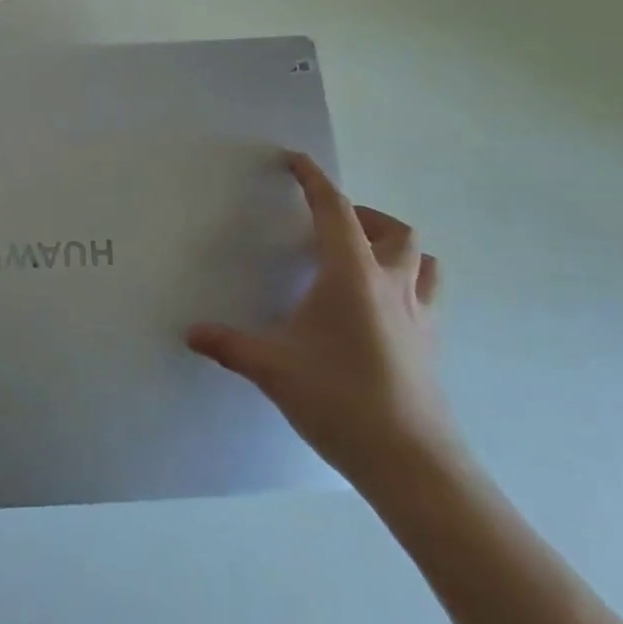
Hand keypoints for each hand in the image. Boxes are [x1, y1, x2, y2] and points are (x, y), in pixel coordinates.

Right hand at [187, 151, 458, 493]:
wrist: (412, 463)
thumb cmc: (339, 399)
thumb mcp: (271, 368)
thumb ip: (228, 345)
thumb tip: (191, 333)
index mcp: (352, 274)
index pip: (334, 210)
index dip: (314, 180)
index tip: (296, 160)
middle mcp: (391, 283)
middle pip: (392, 229)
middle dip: (362, 214)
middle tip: (329, 225)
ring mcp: (419, 315)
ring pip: (421, 259)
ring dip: (394, 246)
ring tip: (363, 257)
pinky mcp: (431, 345)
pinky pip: (426, 294)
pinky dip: (406, 283)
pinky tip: (379, 309)